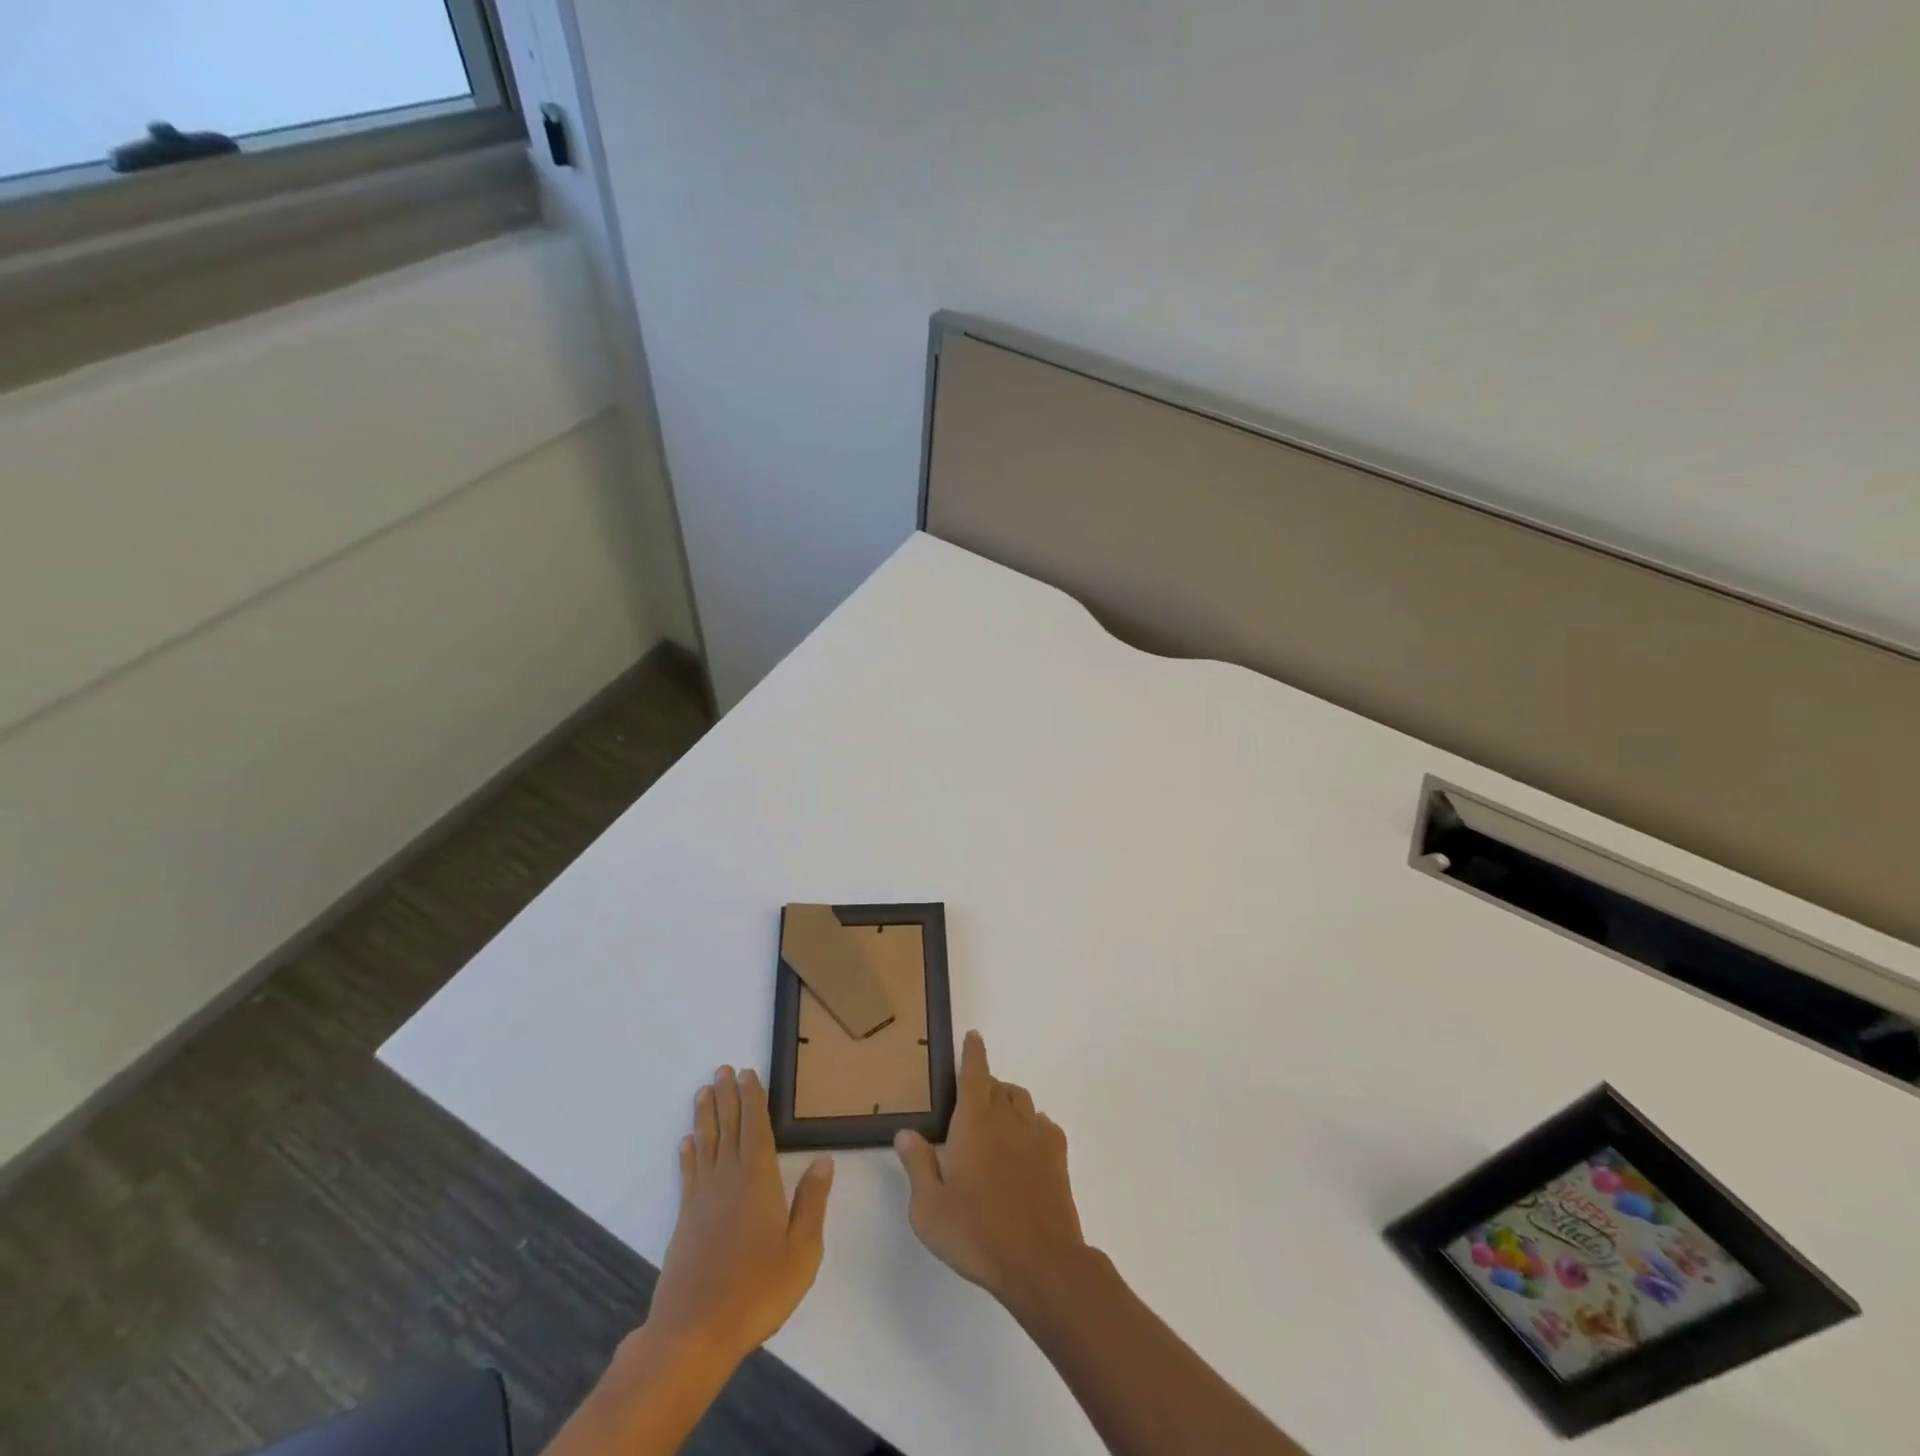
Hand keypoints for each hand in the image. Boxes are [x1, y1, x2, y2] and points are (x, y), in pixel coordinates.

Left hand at [644, 1066, 833, 1369]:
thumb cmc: (757, 1290)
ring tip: (704, 1091)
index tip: (748, 1073)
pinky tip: (686, 1142)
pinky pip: (688, 1174)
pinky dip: (688, 1154)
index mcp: (759, 1179)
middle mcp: (728, 1178)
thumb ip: (812, 1203)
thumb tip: (823, 1161)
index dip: (753, 1098)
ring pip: (706, 1144)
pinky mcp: (685, 1220)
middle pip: (728, 1127)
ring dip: (706, 1115)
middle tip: (722, 1069)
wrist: (694, 1331)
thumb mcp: (802, 1250)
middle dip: (727, 1096)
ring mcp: (703, 1198)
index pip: (756, 1126)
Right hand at [894, 1032, 1087, 1308]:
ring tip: (996, 1121)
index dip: (972, 1052)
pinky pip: (1044, 1125)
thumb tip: (906, 1133)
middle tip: (970, 1103)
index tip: (973, 1036)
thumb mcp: (929, 1208)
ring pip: (1022, 1100)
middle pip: (997, 1085)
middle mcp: (1007, 1119)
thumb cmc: (976, 1233)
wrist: (1041, 1262)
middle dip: (984, 1084)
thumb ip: (917, 1165)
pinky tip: (1026, 1144)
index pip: (974, 1073)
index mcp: (974, 1122)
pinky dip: (1032, 1124)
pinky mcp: (1057, 1157)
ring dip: (1007, 1101)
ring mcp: (1036, 1136)